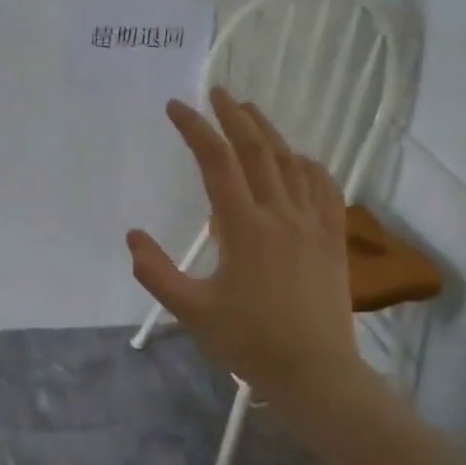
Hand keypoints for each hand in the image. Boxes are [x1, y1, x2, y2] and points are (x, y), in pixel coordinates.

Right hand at [128, 89, 365, 435]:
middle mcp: (281, 214)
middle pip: (257, 149)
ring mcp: (313, 223)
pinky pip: (323, 187)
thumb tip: (133, 236)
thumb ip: (156, 272)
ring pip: (291, 162)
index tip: (176, 107)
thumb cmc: (248, 342)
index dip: (195, 129)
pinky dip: (307, 164)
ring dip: (268, 132)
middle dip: (234, 116)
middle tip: (216, 93)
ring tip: (249, 112)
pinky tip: (298, 158)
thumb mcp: (191, 311)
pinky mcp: (333, 237)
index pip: (216, 162)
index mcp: (245, 227)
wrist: (315, 372)